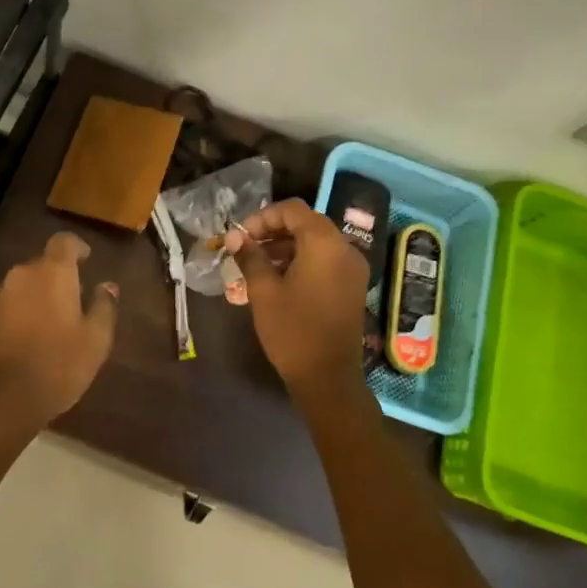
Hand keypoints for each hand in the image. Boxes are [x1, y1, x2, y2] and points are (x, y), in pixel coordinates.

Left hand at [0, 232, 119, 426]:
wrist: (1, 401)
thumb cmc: (58, 366)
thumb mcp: (96, 341)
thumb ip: (104, 306)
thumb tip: (107, 286)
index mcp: (53, 273)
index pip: (64, 242)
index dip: (75, 247)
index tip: (85, 260)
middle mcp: (19, 275)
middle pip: (39, 267)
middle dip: (52, 281)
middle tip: (65, 308)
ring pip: (16, 289)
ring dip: (28, 300)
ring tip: (37, 330)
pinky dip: (6, 318)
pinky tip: (12, 344)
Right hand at [226, 199, 368, 401]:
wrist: (328, 377)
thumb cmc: (293, 329)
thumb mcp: (264, 291)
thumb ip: (250, 257)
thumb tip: (234, 236)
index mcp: (324, 243)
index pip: (292, 210)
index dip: (263, 217)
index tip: (241, 236)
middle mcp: (344, 248)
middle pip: (306, 223)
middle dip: (273, 231)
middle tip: (246, 248)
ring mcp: (352, 268)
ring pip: (315, 242)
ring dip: (286, 246)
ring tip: (256, 264)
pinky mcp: (352, 286)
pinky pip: (325, 260)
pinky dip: (302, 260)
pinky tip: (278, 279)